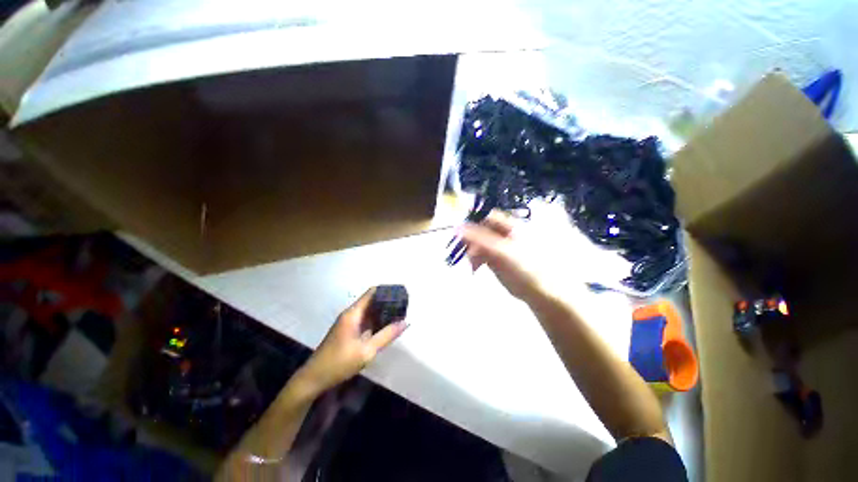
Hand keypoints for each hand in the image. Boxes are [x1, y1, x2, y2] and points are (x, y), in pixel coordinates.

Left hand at [295, 288, 407, 395]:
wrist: (314, 379)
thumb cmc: (339, 363)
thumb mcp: (367, 351)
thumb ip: (387, 336)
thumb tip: (405, 323)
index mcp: (353, 313)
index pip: (372, 292)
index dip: (386, 291)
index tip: (401, 294)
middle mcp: (351, 314)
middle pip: (371, 300)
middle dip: (387, 302)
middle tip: (403, 307)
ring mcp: (348, 323)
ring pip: (369, 311)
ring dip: (382, 312)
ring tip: (399, 315)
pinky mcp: (348, 331)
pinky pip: (365, 321)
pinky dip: (376, 321)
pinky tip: (386, 327)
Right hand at [461, 212, 546, 303]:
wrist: (538, 290)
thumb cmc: (524, 267)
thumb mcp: (500, 251)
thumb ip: (479, 238)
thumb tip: (458, 228)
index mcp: (509, 225)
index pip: (487, 216)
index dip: (473, 222)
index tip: (461, 234)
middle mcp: (503, 233)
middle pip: (480, 229)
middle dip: (471, 241)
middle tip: (467, 253)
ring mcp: (498, 245)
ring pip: (478, 242)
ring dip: (472, 252)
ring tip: (472, 264)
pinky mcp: (495, 257)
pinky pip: (480, 253)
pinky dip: (475, 260)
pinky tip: (475, 268)